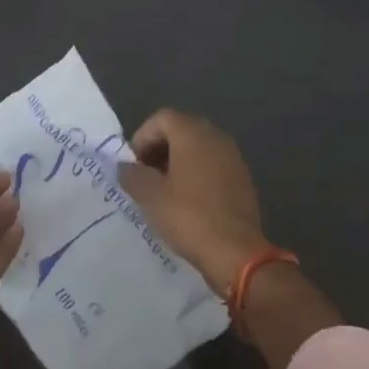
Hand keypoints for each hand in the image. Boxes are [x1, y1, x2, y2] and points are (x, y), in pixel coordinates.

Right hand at [117, 110, 268, 296]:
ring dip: (177, 162)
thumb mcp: (150, 196)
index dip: (142, 137)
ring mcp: (233, 157)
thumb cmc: (188, 216)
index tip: (134, 165)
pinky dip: (197, 174)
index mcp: (193, 133)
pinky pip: (213, 165)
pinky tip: (188, 201)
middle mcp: (215, 137)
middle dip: (159, 149)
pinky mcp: (242, 178)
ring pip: (198, 148)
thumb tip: (125, 167)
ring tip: (164, 190)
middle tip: (145, 176)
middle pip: (181, 129)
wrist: (235, 251)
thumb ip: (132, 175)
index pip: (162, 118)